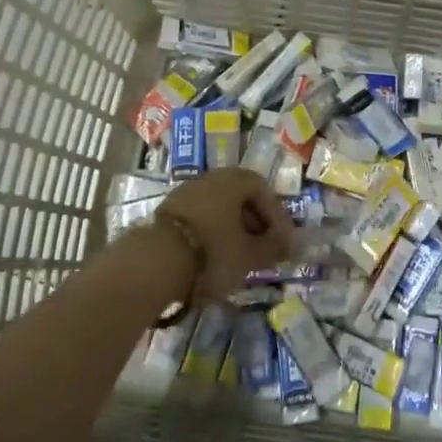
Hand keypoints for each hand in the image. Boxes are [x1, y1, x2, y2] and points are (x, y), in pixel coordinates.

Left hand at [153, 168, 294, 300]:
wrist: (154, 263)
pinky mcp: (166, 212)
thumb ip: (271, 249)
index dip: (276, 215)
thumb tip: (286, 245)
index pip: (263, 189)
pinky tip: (212, 257)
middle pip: (239, 196)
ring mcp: (184, 193)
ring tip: (238, 257)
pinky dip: (211, 233)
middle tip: (262, 248)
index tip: (282, 241)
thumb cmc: (213, 252)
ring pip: (218, 207)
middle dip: (254, 222)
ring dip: (232, 229)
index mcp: (233, 180)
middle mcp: (209, 178)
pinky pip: (199, 217)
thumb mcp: (249, 255)